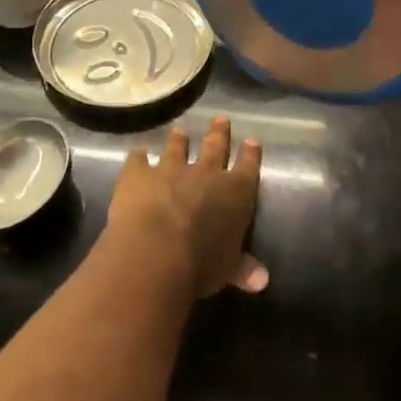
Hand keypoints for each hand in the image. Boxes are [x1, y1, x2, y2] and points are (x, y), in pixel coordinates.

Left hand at [107, 116, 267, 296]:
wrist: (156, 251)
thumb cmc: (201, 263)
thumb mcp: (228, 269)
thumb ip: (243, 268)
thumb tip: (263, 282)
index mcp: (236, 192)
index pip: (248, 166)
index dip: (251, 153)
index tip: (252, 140)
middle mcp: (206, 173)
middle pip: (215, 146)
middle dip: (220, 133)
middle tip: (221, 118)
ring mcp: (170, 169)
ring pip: (177, 147)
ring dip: (179, 139)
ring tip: (180, 129)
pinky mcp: (138, 174)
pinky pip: (138, 159)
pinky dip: (138, 156)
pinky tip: (138, 151)